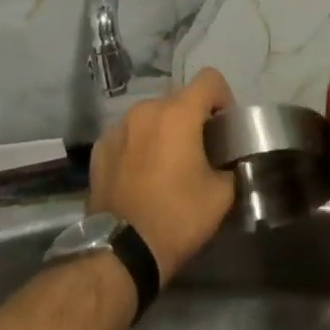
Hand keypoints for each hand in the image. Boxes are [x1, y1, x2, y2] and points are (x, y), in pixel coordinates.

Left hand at [87, 68, 235, 278]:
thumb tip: (227, 161)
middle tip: (198, 153)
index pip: (209, 79)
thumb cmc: (177, 217)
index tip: (223, 128)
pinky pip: (128, 135)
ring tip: (167, 166)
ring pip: (151, 117)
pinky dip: (139, 146)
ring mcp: (118, 127)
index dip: (223, 98)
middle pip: (178, 100)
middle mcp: (146, 109)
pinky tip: (140, 176)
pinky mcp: (99, 147)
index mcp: (178, 113)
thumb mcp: (221, 195)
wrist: (121, 251)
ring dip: (163, 131)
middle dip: (192, 119)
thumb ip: (229, 166)